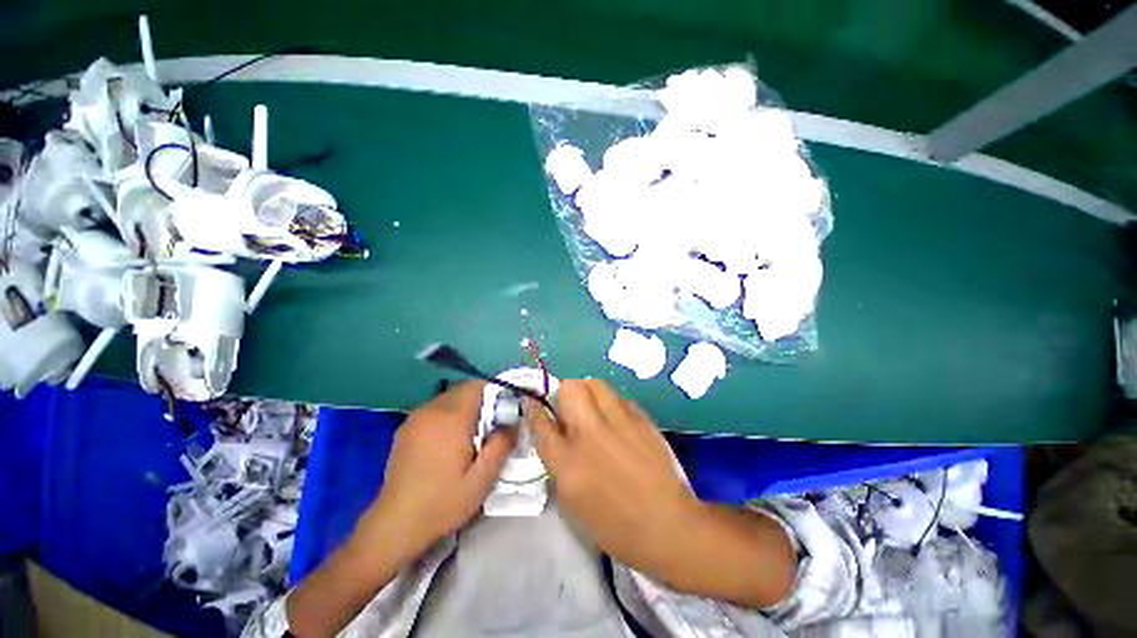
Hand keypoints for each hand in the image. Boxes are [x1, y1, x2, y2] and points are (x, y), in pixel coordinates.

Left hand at [356, 380, 516, 563]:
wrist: (394, 525)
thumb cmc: (442, 502)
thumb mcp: (482, 480)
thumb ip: (502, 445)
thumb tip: (513, 423)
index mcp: (451, 418)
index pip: (477, 386)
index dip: (494, 392)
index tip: (502, 411)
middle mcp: (431, 410)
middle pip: (462, 390)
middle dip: (480, 401)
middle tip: (489, 427)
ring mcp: (415, 418)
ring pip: (448, 399)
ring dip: (463, 409)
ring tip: (469, 436)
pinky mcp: (404, 429)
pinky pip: (434, 410)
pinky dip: (447, 416)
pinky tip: (447, 443)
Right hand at [525, 379, 696, 577]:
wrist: (668, 526)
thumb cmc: (614, 525)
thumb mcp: (572, 501)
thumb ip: (558, 461)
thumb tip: (555, 432)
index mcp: (567, 463)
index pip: (541, 423)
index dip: (534, 408)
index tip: (533, 401)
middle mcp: (590, 435)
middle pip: (569, 389)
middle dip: (563, 391)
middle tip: (568, 406)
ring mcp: (618, 423)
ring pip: (595, 384)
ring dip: (587, 391)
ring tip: (592, 407)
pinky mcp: (641, 419)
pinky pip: (619, 397)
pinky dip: (612, 403)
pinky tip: (617, 420)